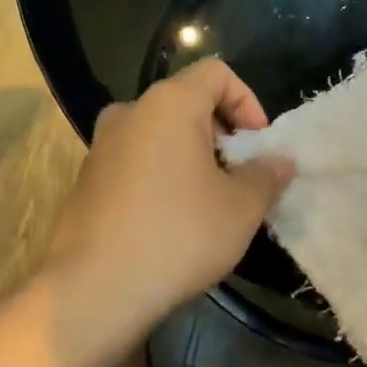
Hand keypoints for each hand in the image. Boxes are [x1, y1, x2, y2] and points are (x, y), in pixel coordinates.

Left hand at [41, 59, 293, 317]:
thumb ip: (267, 176)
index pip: (216, 73)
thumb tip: (281, 163)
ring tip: (209, 200)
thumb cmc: (178, 236)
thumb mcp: (241, 207)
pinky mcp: (86, 181)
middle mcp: (130, 113)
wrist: (92, 293)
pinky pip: (136, 161)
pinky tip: (172, 221)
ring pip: (160, 134)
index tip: (257, 146)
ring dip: (192, 156)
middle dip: (221, 133)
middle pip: (187, 102)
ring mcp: (101, 147)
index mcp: (169, 104)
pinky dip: (162, 175)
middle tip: (239, 175)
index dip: (247, 102)